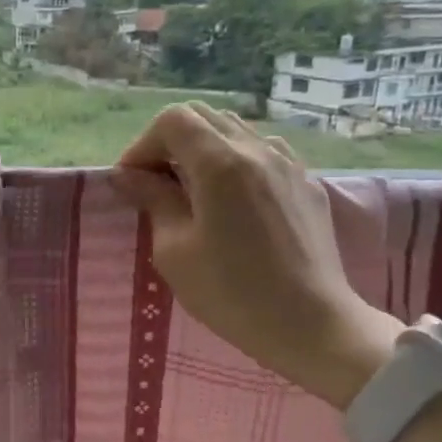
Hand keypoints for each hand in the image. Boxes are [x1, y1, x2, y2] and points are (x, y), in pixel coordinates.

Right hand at [112, 103, 400, 407]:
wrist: (312, 325)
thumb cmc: (231, 292)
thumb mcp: (175, 250)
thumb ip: (153, 200)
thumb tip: (129, 175)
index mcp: (221, 163)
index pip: (172, 120)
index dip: (143, 145)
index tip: (131, 183)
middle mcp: (257, 150)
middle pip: (204, 116)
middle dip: (169, 142)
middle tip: (155, 184)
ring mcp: (288, 164)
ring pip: (235, 131)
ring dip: (203, 150)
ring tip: (191, 192)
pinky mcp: (307, 184)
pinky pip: (262, 153)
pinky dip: (234, 163)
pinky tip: (230, 202)